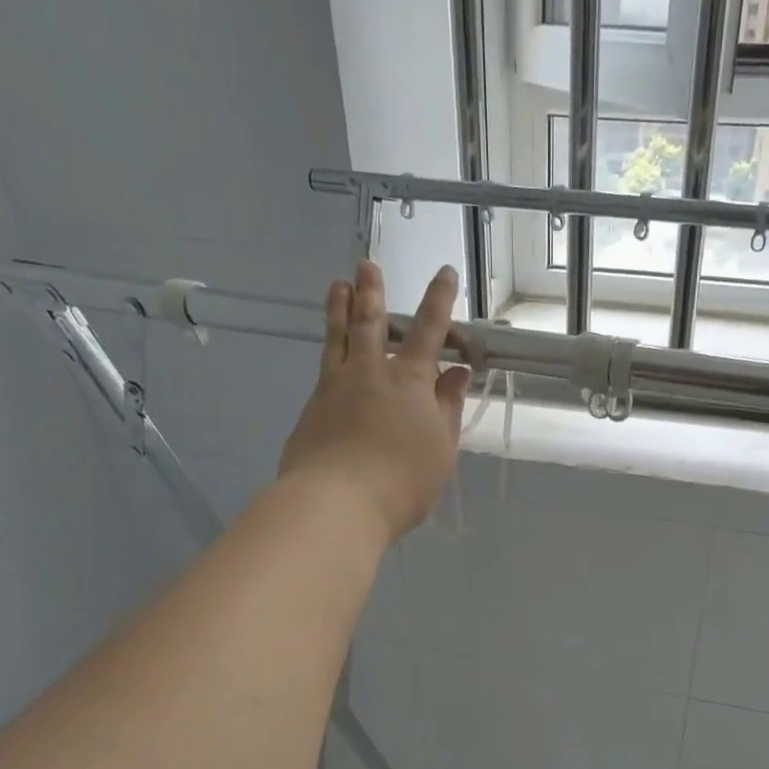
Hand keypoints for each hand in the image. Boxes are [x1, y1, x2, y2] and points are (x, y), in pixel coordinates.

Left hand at [278, 260, 472, 543]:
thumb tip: (457, 373)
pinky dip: (329, 351)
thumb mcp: (441, 449)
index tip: (445, 273)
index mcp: (410, 382)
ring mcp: (335, 387)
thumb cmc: (403, 480)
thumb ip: (448, 408)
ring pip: (338, 337)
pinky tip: (330, 355)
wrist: (338, 502)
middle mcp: (370, 373)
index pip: (429, 331)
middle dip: (372, 292)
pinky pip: (324, 368)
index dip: (439, 301)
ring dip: (339, 308)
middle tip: (366, 265)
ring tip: (338, 285)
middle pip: (371, 323)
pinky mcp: (311, 408)